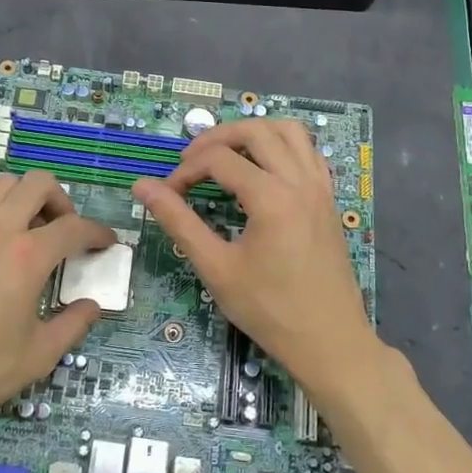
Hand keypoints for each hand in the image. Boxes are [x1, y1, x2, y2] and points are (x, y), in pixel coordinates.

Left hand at [0, 172, 114, 442]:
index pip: (76, 228)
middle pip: (39, 184)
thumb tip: (92, 306)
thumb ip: (73, 326)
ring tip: (22, 228)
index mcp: (29, 257)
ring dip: (20, 198)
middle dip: (60, 201)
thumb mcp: (36, 358)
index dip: (98, 232)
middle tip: (62, 231)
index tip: (105, 243)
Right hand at [132, 119, 381, 401]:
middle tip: (190, 161)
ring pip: (288, 131)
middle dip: (216, 138)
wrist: (329, 342)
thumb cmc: (269, 310)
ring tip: (226, 155)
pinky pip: (308, 152)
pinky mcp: (329, 198)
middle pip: (255, 130)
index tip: (168, 194)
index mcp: (271, 197)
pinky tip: (263, 169)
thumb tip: (142, 186)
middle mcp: (299, 181)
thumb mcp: (216, 268)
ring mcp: (320, 187)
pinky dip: (282, 146)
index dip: (185, 171)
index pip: (218, 160)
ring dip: (253, 133)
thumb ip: (178, 221)